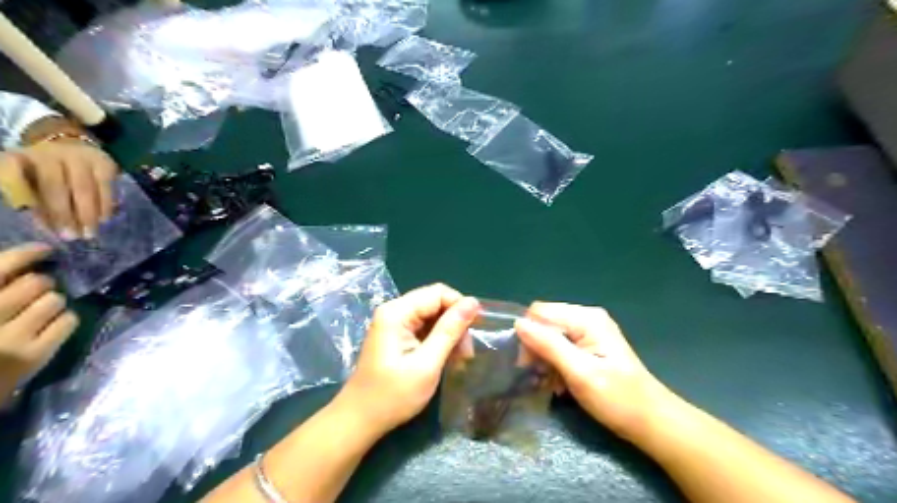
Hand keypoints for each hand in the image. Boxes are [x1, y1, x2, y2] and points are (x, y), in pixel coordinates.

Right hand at [0, 244, 78, 400]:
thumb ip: (1, 286)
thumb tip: (25, 264)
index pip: (0, 268)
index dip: (25, 254)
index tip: (44, 249)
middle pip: (37, 283)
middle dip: (43, 283)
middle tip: (38, 289)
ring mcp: (9, 339)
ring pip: (55, 300)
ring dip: (53, 302)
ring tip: (40, 311)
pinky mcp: (33, 356)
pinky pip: (68, 321)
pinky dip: (65, 320)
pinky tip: (50, 326)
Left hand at [1, 139, 115, 238]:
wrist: (70, 145)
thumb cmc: (44, 169)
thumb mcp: (28, 178)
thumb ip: (33, 198)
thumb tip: (48, 226)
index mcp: (23, 157)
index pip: (21, 178)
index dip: (30, 199)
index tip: (38, 221)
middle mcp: (51, 154)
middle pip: (59, 187)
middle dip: (66, 215)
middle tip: (72, 237)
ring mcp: (82, 158)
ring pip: (86, 190)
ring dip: (89, 214)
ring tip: (90, 233)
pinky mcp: (105, 164)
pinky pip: (106, 189)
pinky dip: (106, 206)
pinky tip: (104, 219)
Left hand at [336, 282, 478, 435]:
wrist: (360, 420)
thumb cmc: (393, 396)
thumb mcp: (427, 364)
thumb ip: (449, 331)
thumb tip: (473, 302)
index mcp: (397, 312)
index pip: (438, 293)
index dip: (459, 306)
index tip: (475, 331)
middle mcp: (394, 311)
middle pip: (435, 302)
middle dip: (455, 322)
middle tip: (466, 352)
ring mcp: (394, 323)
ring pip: (432, 315)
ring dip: (449, 333)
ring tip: (460, 358)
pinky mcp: (397, 336)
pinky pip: (425, 328)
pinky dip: (439, 340)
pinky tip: (446, 358)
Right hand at [515, 302, 676, 439]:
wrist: (652, 422)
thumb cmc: (618, 399)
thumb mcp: (580, 373)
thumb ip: (549, 345)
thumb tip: (518, 324)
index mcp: (587, 318)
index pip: (540, 312)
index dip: (529, 334)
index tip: (529, 363)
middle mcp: (587, 318)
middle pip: (544, 323)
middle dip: (535, 348)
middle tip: (539, 376)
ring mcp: (589, 332)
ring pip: (550, 337)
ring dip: (545, 359)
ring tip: (551, 383)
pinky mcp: (590, 346)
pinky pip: (560, 347)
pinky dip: (555, 364)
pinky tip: (559, 383)